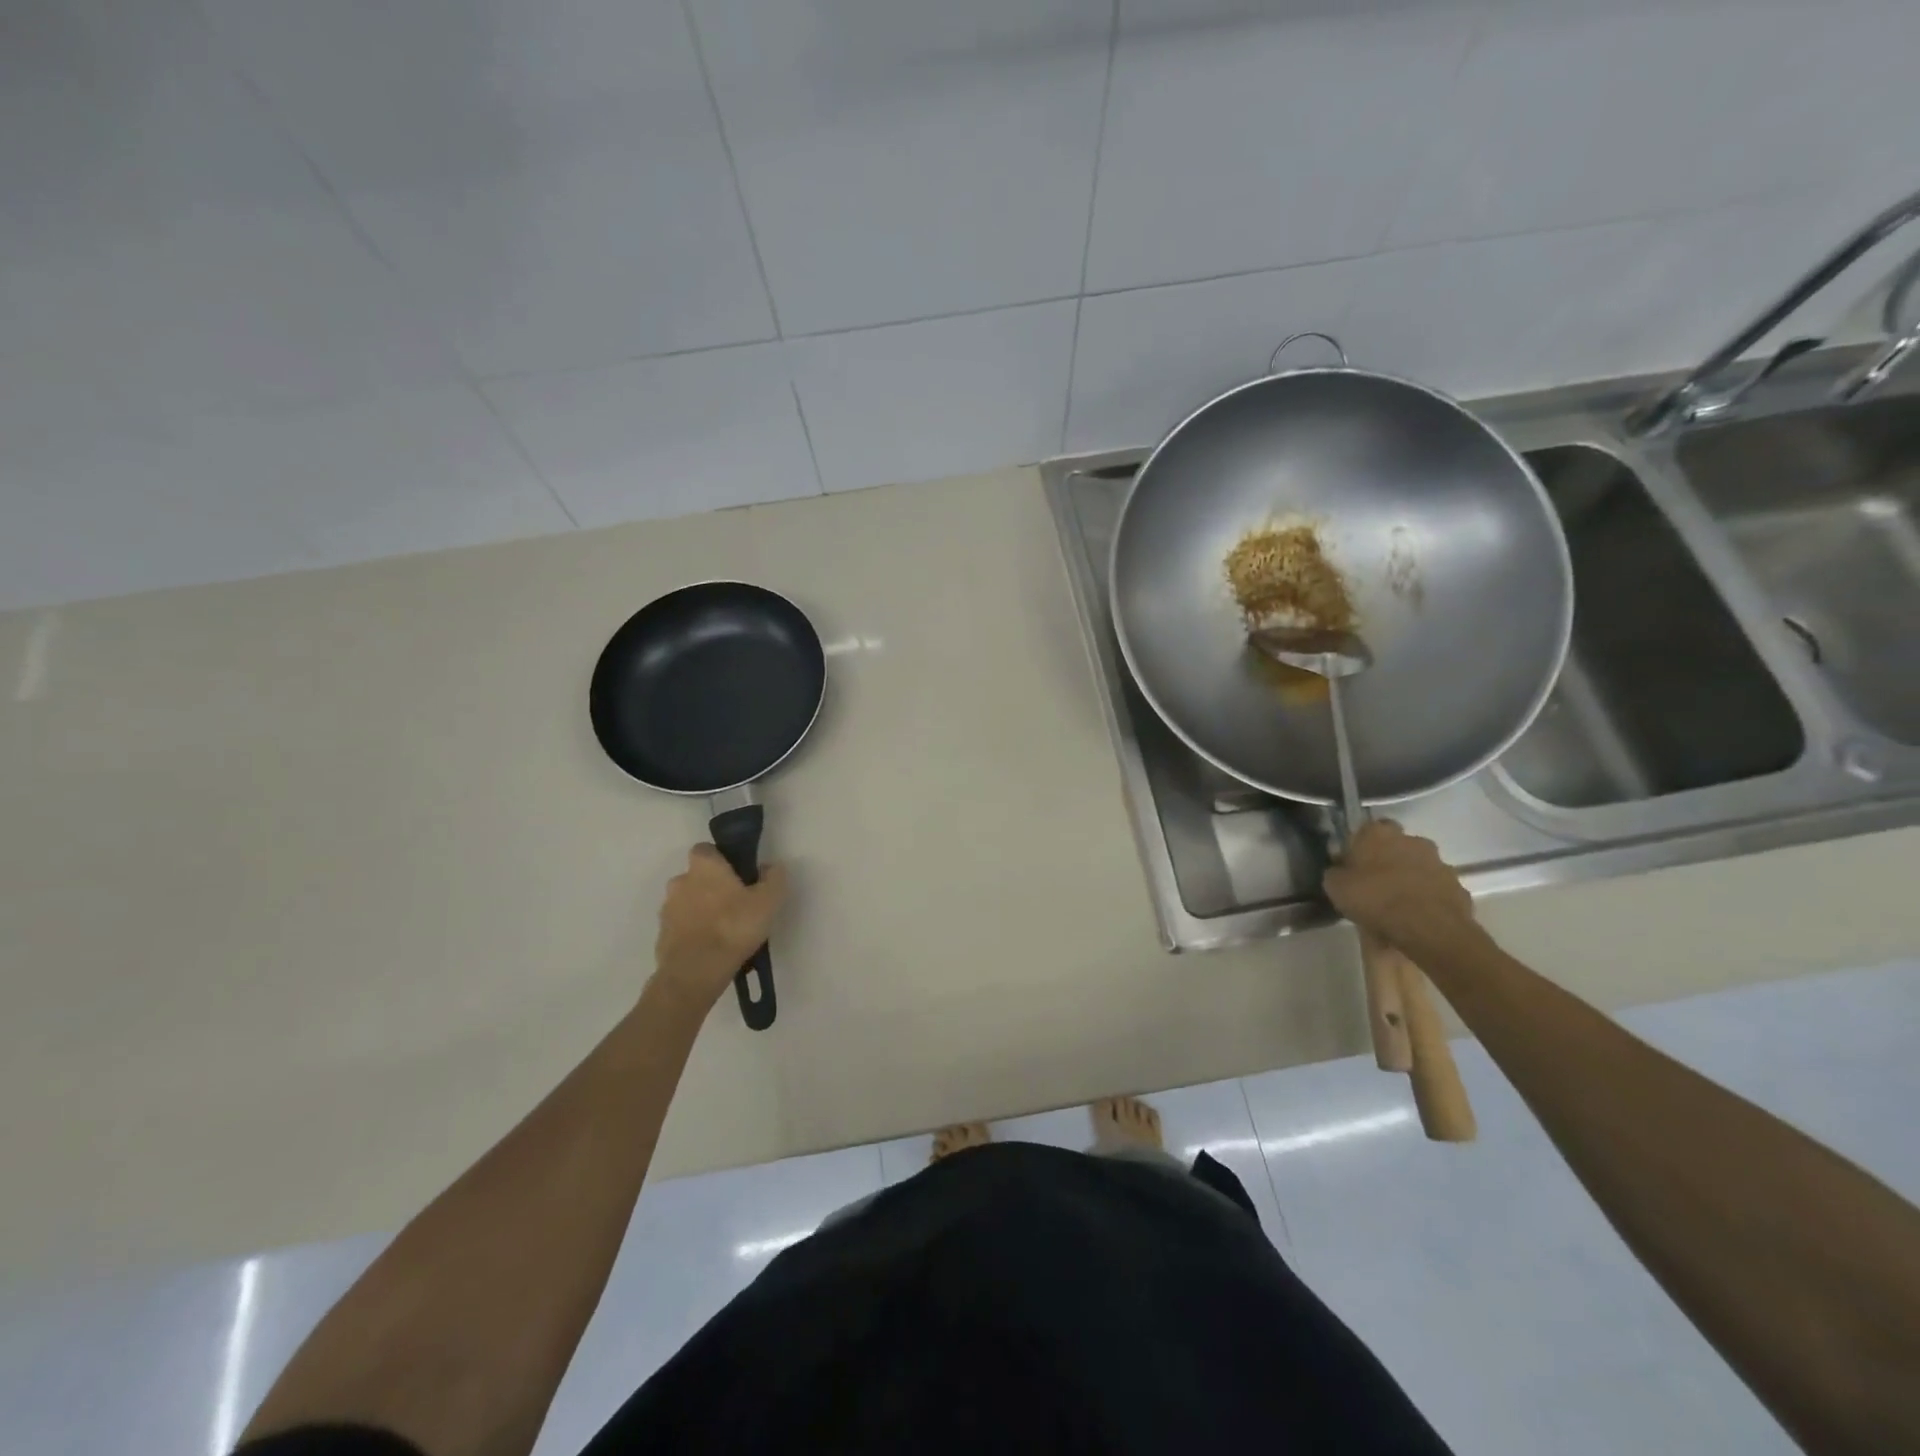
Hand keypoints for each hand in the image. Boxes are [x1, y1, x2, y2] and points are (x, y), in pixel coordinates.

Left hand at [650, 844, 788, 1010]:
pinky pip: (680, 927)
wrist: (695, 972)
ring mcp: (667, 910)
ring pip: (687, 902)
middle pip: (696, 877)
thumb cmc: (734, 927)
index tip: (737, 875)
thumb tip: (771, 866)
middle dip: (711, 887)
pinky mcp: (662, 936)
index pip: (706, 850)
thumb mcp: (769, 901)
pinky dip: (692, 932)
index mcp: (704, 866)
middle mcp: (680, 881)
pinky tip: (710, 948)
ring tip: (722, 931)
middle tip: (734, 905)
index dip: (721, 859)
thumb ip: (774, 878)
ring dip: (700, 910)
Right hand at [1322, 821, 1473, 950]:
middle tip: (1374, 885)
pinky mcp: (1458, 887)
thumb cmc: (1374, 899)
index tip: (1353, 865)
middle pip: (1396, 847)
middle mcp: (1412, 840)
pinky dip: (1427, 899)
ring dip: (1409, 880)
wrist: (1428, 929)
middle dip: (1387, 861)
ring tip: (1396, 907)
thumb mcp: (1335, 887)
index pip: (1366, 830)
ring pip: (1418, 867)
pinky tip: (1415, 918)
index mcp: (1379, 833)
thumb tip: (1340, 869)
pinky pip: (1435, 890)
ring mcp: (1440, 863)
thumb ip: (1336, 872)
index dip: (1359, 847)